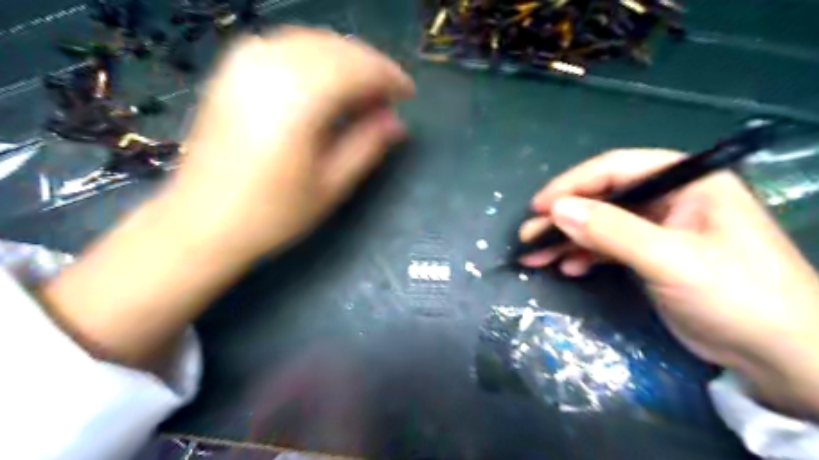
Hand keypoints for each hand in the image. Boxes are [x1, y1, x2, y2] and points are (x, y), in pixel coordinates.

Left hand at [41, 29, 413, 368]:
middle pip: (335, 47)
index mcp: (299, 98)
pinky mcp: (230, 70)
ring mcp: (244, 63)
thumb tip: (397, 121)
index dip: (389, 76)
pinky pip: (283, 45)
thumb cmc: (273, 213)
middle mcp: (270, 66)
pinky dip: (314, 55)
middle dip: (370, 65)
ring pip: (310, 40)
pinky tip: (324, 79)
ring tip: (362, 89)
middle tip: (388, 96)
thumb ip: (367, 145)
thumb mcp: (332, 185)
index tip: (409, 93)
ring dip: (344, 58)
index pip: (357, 67)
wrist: (202, 222)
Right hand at [518, 150, 817, 415]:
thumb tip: (556, 209)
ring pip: (601, 224)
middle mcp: (670, 198)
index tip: (538, 207)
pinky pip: (609, 247)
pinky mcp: (652, 255)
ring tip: (535, 256)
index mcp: (685, 182)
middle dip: (563, 217)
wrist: (779, 355)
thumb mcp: (670, 260)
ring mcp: (659, 228)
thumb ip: (612, 231)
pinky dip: (585, 256)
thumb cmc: (736, 295)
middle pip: (603, 198)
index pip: (616, 169)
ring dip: (567, 240)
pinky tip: (567, 268)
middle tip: (528, 236)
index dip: (572, 185)